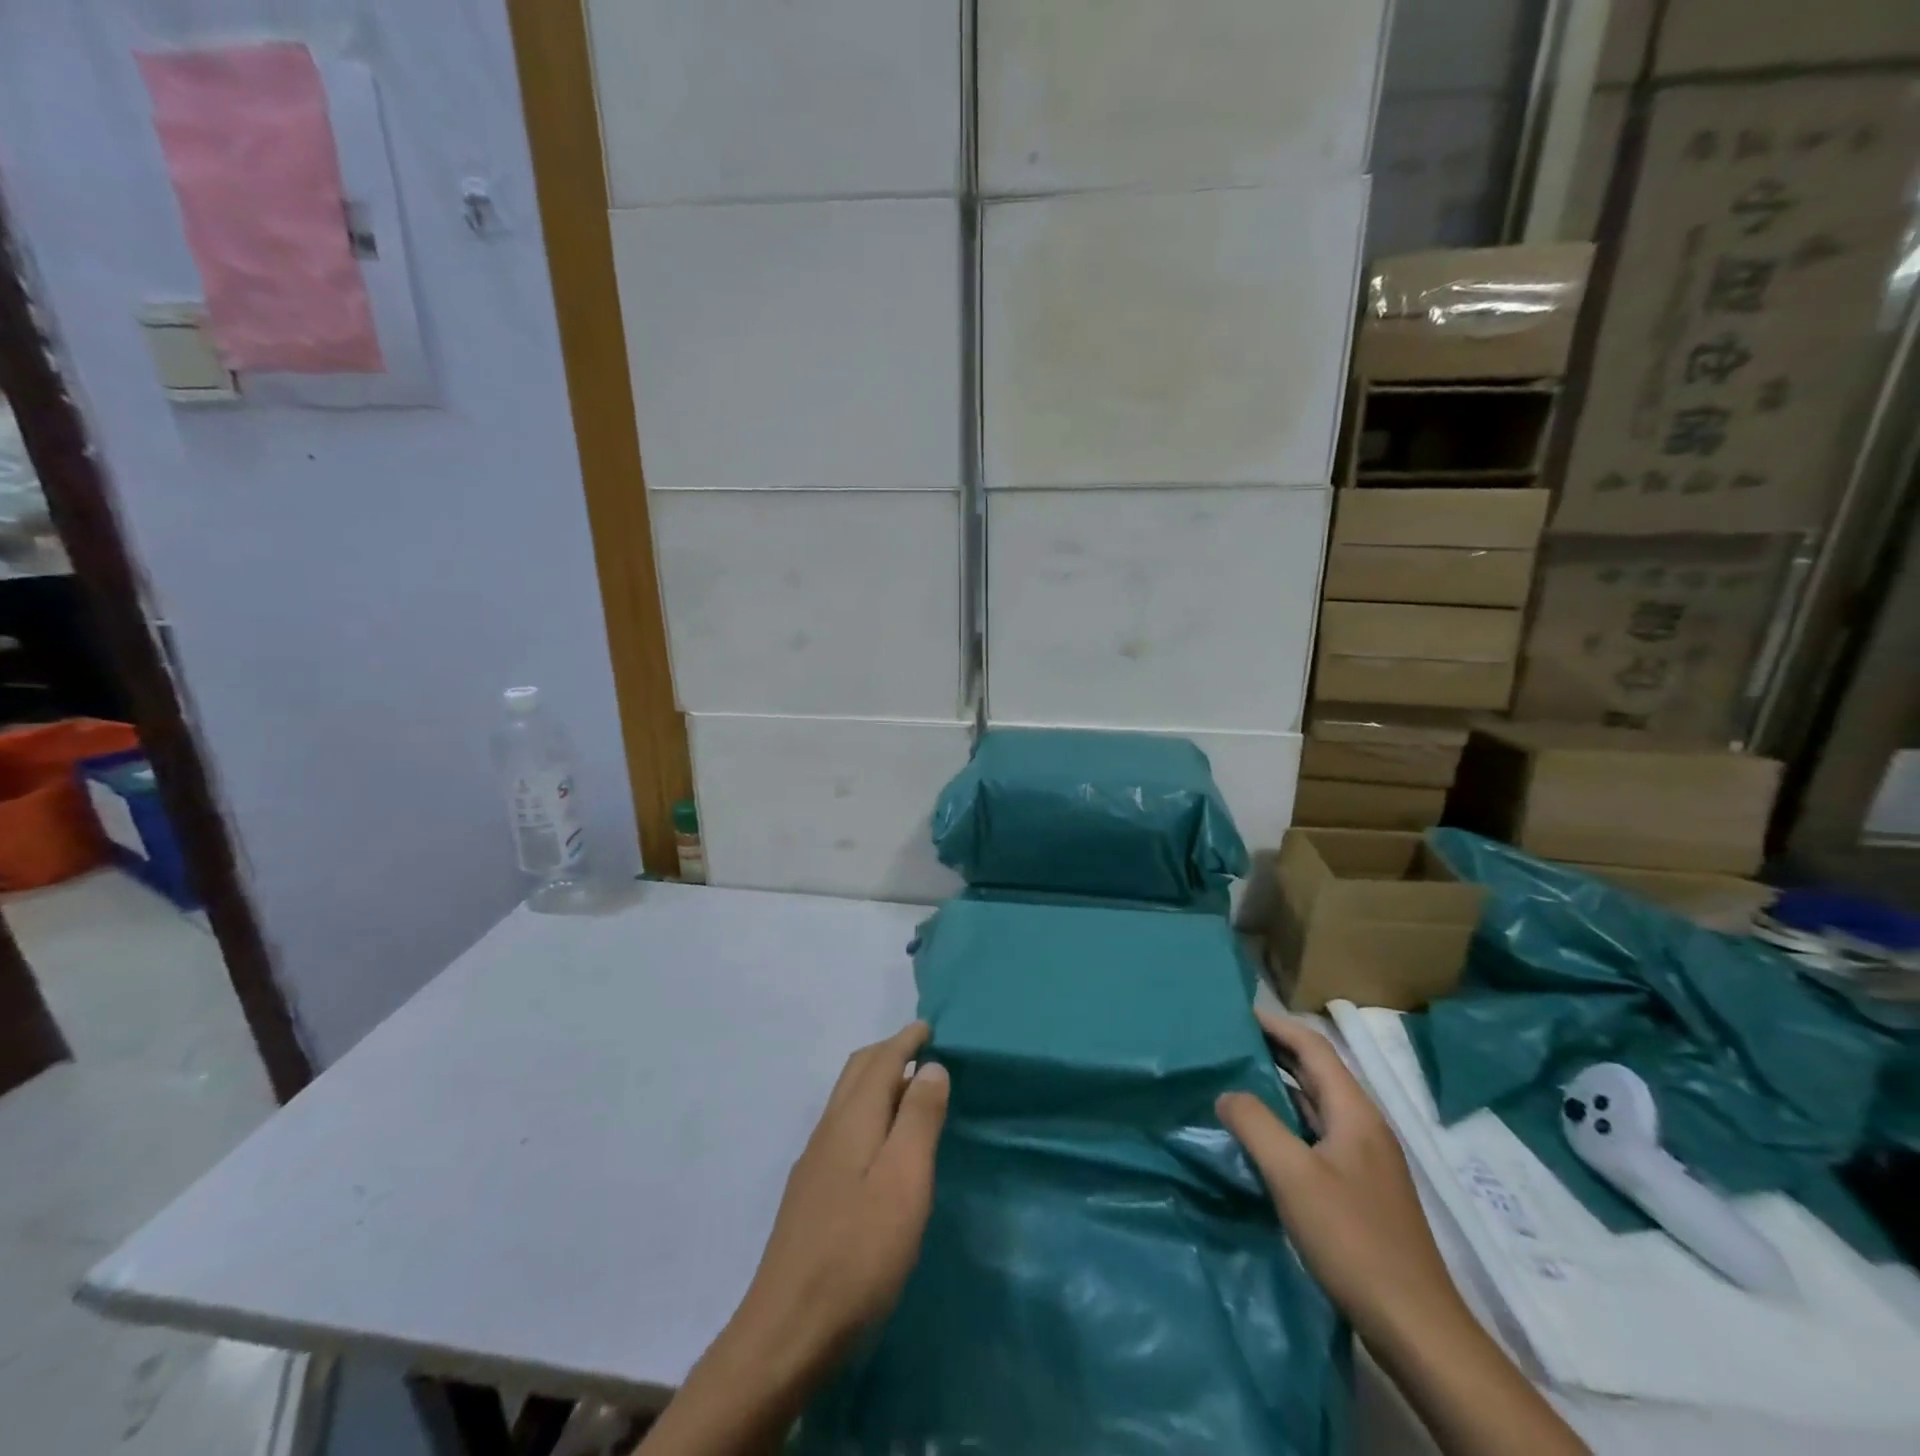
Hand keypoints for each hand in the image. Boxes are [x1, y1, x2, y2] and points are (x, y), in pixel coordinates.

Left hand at [732, 1021, 950, 1375]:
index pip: (881, 1061)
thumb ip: (919, 1120)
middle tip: (921, 1049)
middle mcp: (829, 1130)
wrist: (787, 1331)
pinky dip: (868, 1110)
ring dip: (876, 1081)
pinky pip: (843, 1126)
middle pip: (857, 1072)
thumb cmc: (858, 1253)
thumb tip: (930, 1065)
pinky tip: (880, 1142)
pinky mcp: (811, 1193)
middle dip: (888, 1052)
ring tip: (909, 1089)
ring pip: (847, 1099)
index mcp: (852, 1120)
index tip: (928, 1026)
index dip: (905, 1040)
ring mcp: (814, 1162)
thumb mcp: (904, 1182)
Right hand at [1216, 1009, 1464, 1347]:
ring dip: (1278, 1087)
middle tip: (1228, 1042)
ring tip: (1234, 1079)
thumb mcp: (1293, 1175)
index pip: (1313, 1048)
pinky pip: (1316, 1135)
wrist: (1415, 1326)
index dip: (1276, 1025)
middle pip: (1316, 1072)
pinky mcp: (1359, 1190)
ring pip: (1316, 1106)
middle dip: (1275, 1051)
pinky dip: (1286, 1121)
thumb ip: (1255, 1123)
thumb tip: (1227, 1094)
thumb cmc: (1353, 1239)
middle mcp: (1363, 1126)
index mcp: (1355, 1112)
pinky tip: (1261, 1135)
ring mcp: (1364, 1160)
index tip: (1237, 1013)